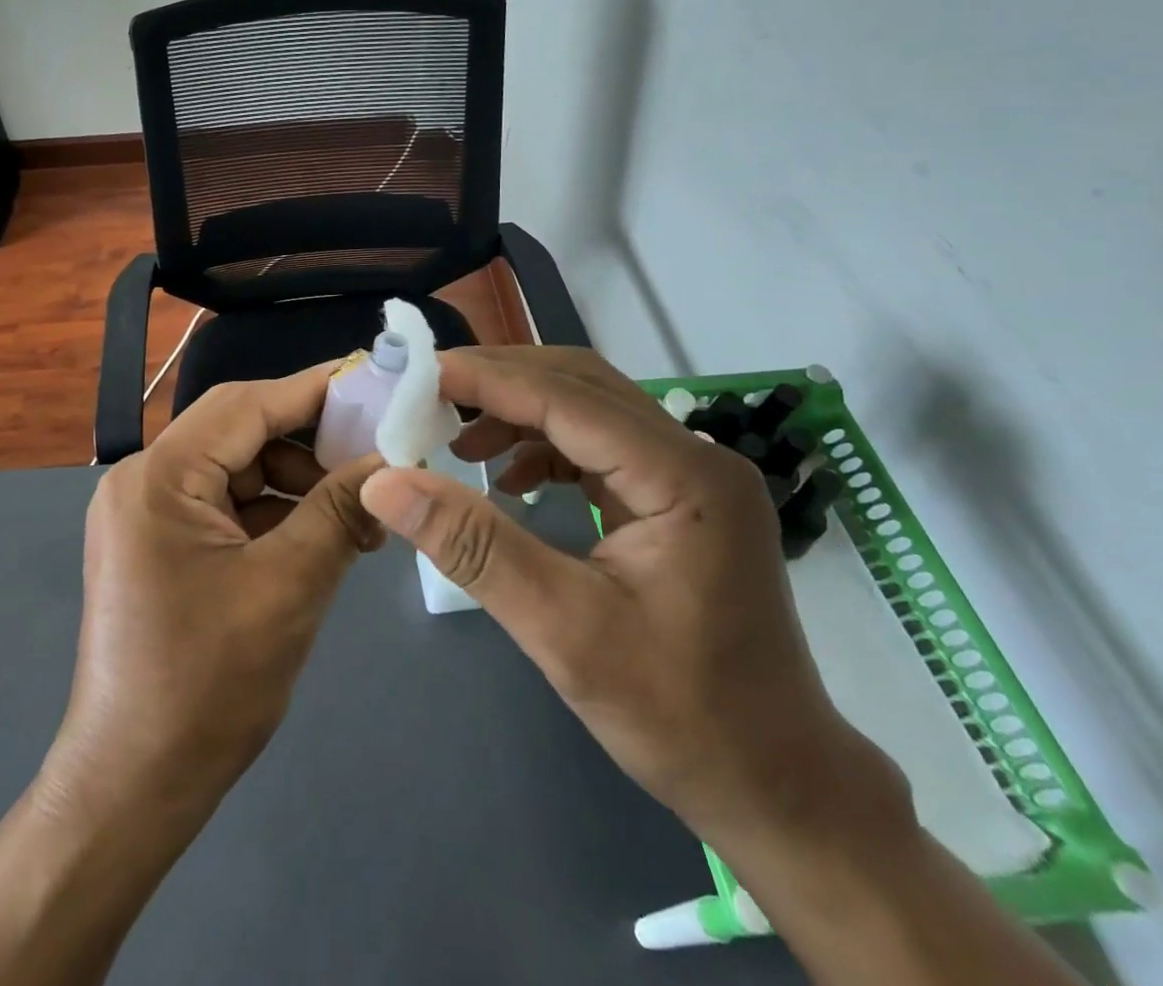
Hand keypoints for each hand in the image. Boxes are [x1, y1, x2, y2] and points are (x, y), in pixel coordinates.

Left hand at [40, 365, 385, 826]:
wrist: (132, 788)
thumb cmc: (206, 687)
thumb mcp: (288, 588)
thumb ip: (340, 511)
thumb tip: (391, 459)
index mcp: (159, 477)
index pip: (247, 405)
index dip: (315, 390)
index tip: (376, 383)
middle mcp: (144, 480)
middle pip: (241, 433)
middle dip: (311, 443)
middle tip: (376, 458)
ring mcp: (147, 514)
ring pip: (238, 469)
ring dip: (298, 484)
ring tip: (359, 517)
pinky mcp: (159, 544)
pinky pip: (226, 505)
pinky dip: (274, 514)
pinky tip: (323, 537)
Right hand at [359, 346, 905, 851]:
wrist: (777, 788)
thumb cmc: (679, 715)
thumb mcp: (563, 630)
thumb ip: (474, 547)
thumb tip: (385, 484)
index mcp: (684, 476)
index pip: (568, 397)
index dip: (487, 379)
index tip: (417, 374)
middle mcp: (695, 456)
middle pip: (581, 385)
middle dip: (500, 382)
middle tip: (428, 396)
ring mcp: (691, 476)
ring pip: (589, 409)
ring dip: (519, 412)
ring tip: (456, 438)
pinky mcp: (678, 500)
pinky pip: (599, 447)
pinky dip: (545, 447)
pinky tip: (508, 478)